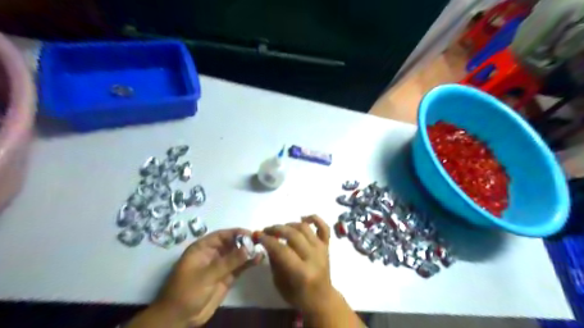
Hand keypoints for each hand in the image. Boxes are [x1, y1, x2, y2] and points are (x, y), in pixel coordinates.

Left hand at [131, 228, 263, 327]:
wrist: (180, 318)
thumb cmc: (187, 292)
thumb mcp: (206, 275)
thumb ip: (228, 262)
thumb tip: (248, 247)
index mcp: (203, 248)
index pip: (221, 235)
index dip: (236, 233)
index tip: (251, 234)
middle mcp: (213, 254)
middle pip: (232, 243)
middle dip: (245, 242)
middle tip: (260, 242)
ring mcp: (221, 265)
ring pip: (237, 254)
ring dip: (249, 252)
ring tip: (262, 250)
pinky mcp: (227, 277)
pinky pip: (240, 266)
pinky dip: (249, 263)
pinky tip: (259, 259)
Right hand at [258, 215, 334, 312]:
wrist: (321, 298)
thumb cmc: (297, 295)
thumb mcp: (279, 283)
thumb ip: (274, 261)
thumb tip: (267, 241)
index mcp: (302, 273)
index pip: (282, 250)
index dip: (268, 240)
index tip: (258, 236)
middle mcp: (314, 258)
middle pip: (294, 235)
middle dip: (277, 229)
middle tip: (266, 230)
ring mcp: (322, 250)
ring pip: (305, 228)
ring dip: (290, 224)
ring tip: (280, 228)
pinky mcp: (327, 245)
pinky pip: (324, 226)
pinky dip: (314, 218)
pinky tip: (303, 218)